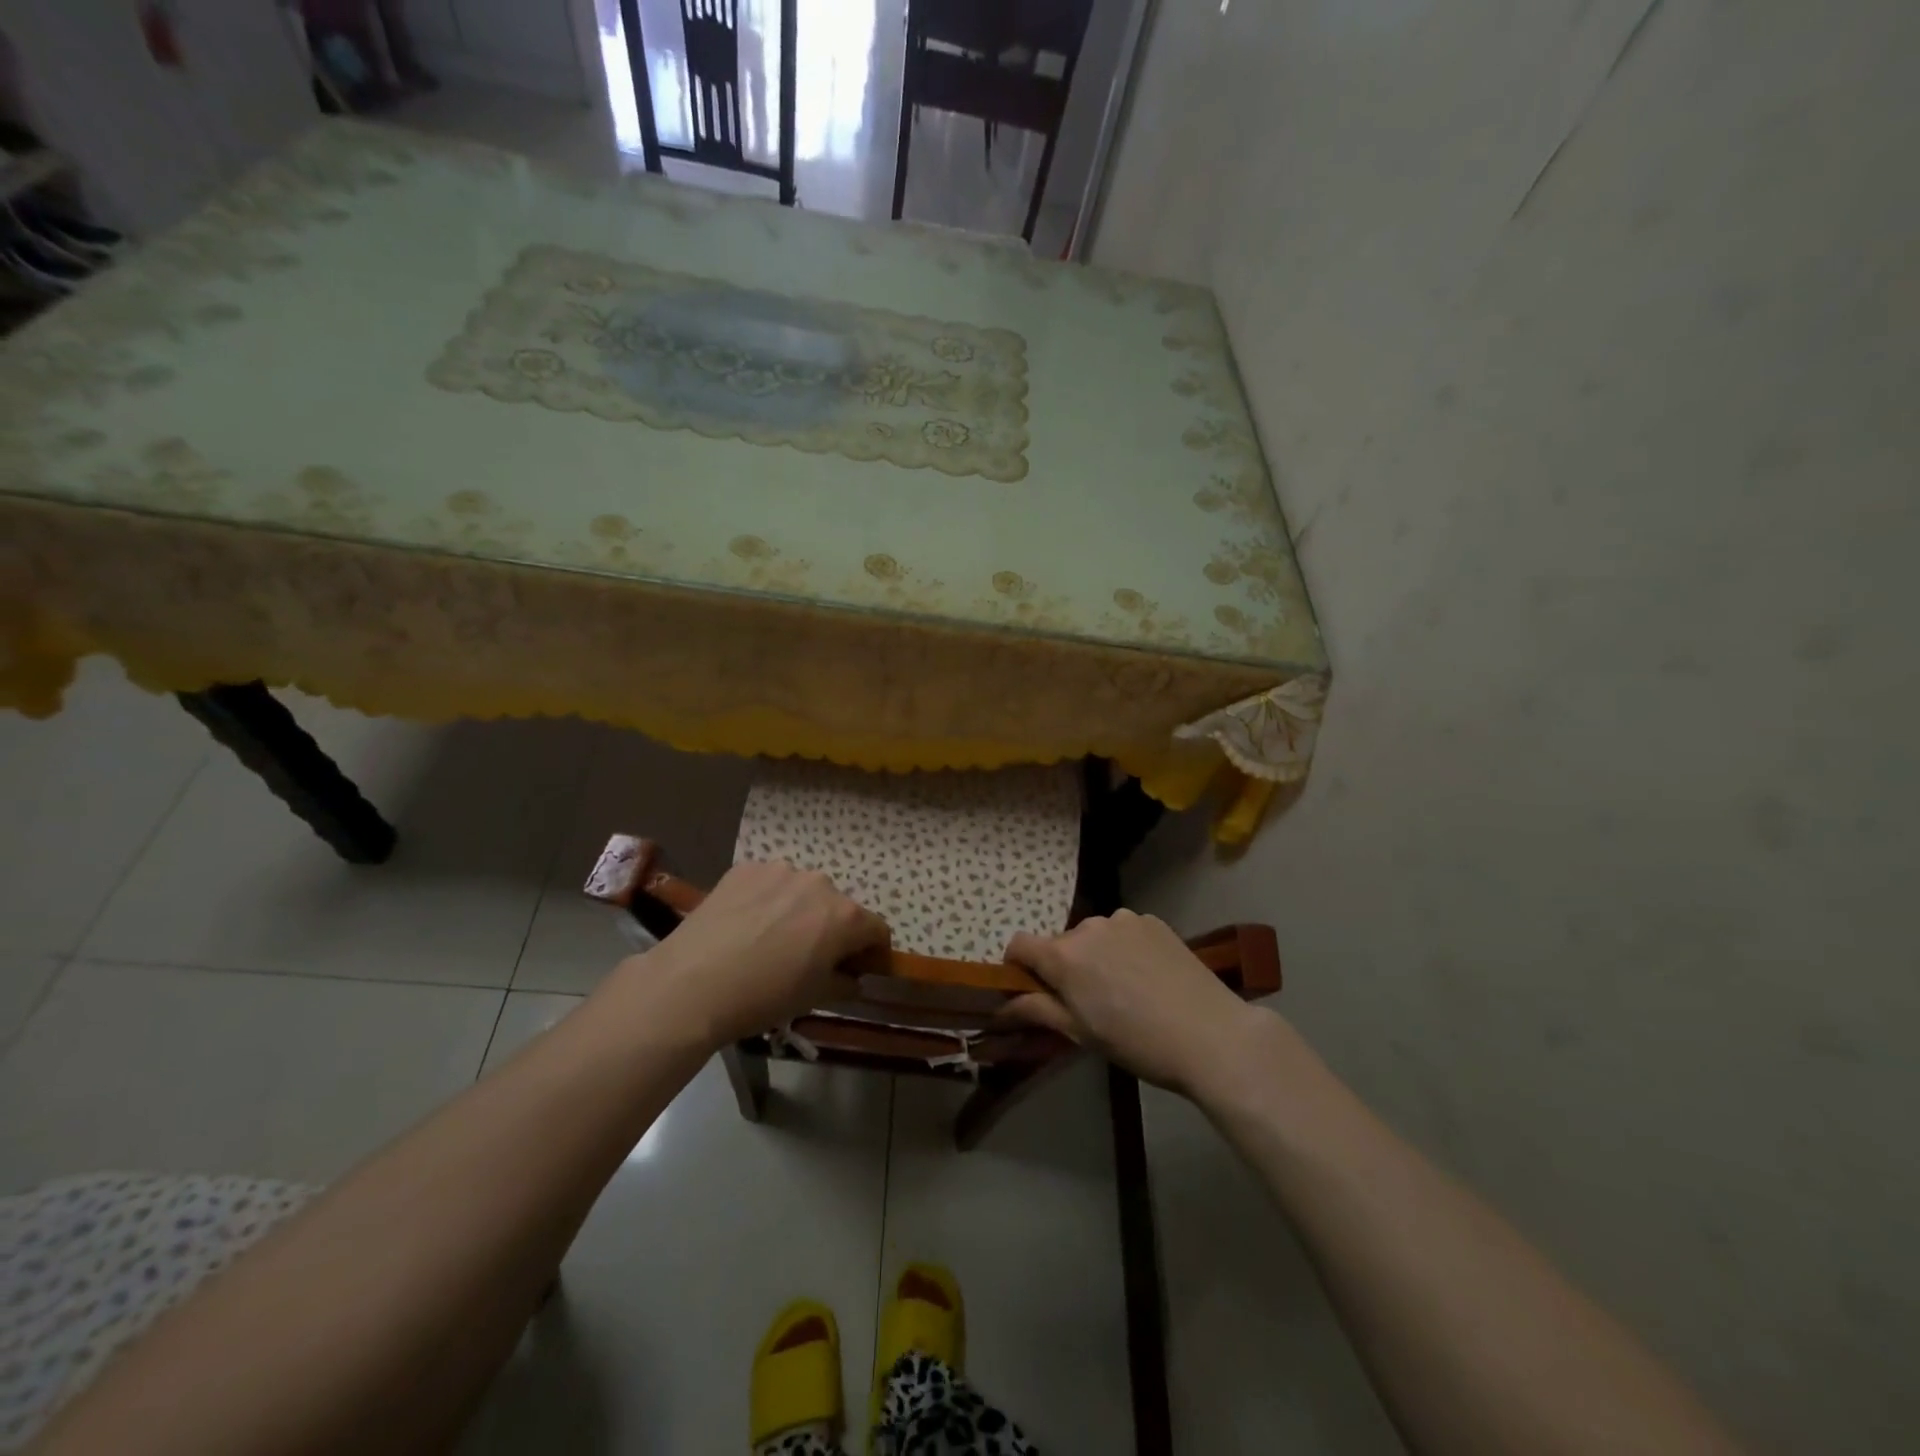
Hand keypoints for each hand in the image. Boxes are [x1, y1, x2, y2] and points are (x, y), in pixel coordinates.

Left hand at [632, 861, 889, 1046]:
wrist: (691, 984)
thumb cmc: (763, 997)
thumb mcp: (814, 998)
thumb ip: (844, 982)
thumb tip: (852, 977)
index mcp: (845, 916)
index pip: (877, 929)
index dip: (872, 951)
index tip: (857, 968)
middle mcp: (820, 884)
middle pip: (838, 907)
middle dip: (831, 929)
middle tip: (807, 956)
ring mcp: (780, 870)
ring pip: (802, 891)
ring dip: (798, 910)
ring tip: (769, 938)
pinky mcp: (746, 868)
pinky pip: (768, 883)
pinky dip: (766, 900)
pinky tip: (744, 925)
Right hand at [1004, 910, 1263, 1095]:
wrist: (1210, 1035)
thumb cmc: (1137, 1042)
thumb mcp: (1080, 1033)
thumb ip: (1037, 1010)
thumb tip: (1001, 1006)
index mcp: (1065, 956)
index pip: (1019, 945)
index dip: (1018, 966)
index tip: (1031, 989)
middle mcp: (1089, 926)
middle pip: (1060, 942)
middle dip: (1064, 966)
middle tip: (1088, 1001)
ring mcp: (1124, 920)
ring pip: (1094, 936)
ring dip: (1096, 956)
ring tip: (1124, 989)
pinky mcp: (1153, 921)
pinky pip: (1124, 932)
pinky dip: (1124, 948)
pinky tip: (1148, 976)